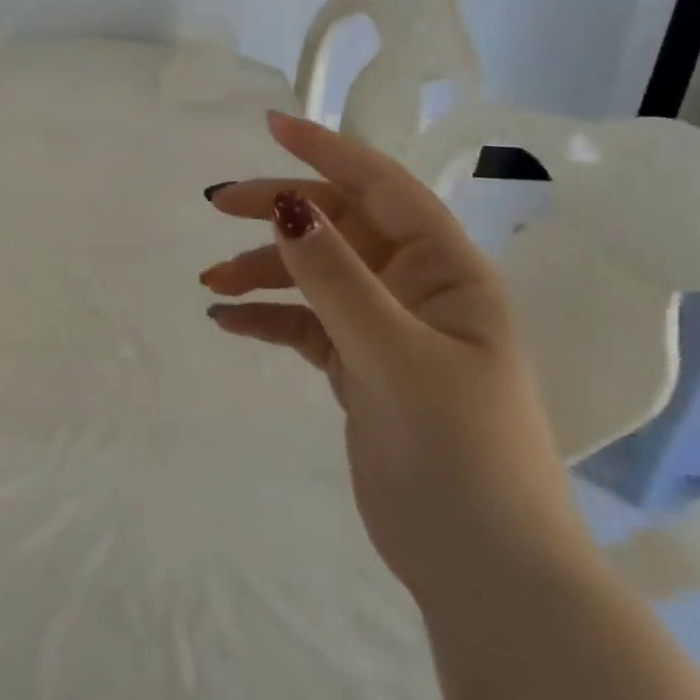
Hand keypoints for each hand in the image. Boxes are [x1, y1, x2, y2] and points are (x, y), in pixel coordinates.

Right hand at [202, 111, 593, 606]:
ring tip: (213, 283)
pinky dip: (270, 317)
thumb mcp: (392, 354)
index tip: (271, 125)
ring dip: (265, 270)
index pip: (381, 186)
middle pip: (339, 224)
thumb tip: (288, 203)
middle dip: (280, 212)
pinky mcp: (362, 366)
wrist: (486, 574)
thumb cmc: (457, 453)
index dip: (326, 150)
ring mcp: (387, 327)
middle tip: (217, 206)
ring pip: (316, 272)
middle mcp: (417, 287)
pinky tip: (230, 322)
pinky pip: (307, 322)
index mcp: (446, 270)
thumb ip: (336, 276)